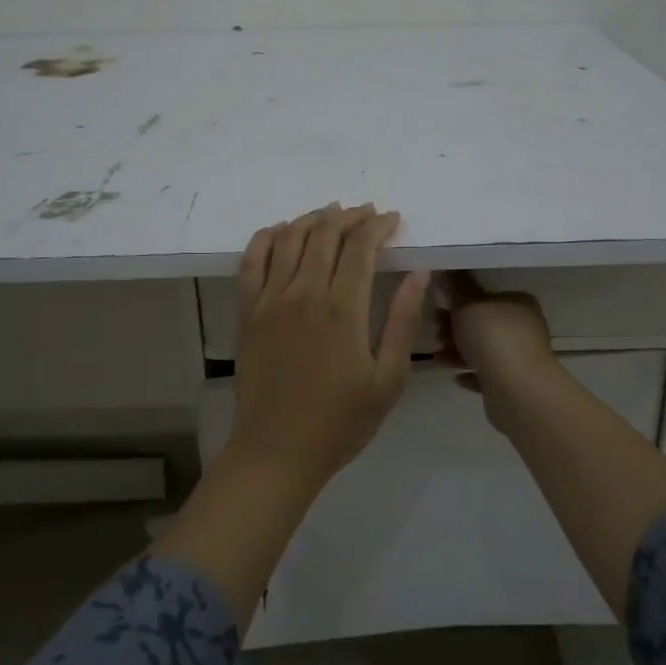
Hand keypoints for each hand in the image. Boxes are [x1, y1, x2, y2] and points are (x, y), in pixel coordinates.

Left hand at [232, 203, 428, 490]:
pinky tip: (281, 231)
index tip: (391, 219)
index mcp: (342, 308)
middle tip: (366, 213)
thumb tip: (418, 273)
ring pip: (289, 238)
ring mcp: (269, 299)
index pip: (360, 247)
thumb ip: (402, 320)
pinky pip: (252, 260)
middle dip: (349, 216)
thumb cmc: (340, 421)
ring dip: (312, 219)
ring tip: (331, 214)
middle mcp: (303, 293)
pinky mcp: (247, 311)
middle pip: (324, 233)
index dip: (377, 226)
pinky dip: (268, 237)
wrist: (277, 450)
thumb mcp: (387, 379)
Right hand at [434, 270, 558, 411]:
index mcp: (518, 303)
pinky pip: (486, 374)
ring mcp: (521, 357)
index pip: (487, 295)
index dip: (460, 300)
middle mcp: (524, 328)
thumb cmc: (492, 337)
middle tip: (435, 331)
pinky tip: (456, 377)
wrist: (516, 390)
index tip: (438, 305)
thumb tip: (446, 269)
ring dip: (458, 351)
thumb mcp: (467, 303)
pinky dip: (470, 373)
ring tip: (438, 356)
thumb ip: (455, 286)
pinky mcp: (513, 384)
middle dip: (454, 327)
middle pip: (482, 323)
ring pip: (483, 349)